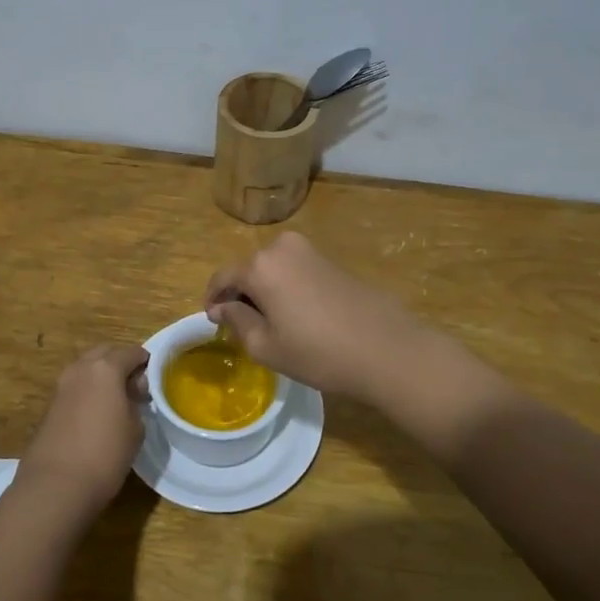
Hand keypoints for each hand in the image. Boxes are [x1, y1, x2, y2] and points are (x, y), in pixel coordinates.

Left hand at [18, 344, 147, 511]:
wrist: (55, 485)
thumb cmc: (105, 454)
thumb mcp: (135, 428)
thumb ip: (136, 401)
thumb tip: (131, 391)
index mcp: (106, 367)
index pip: (132, 352)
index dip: (146, 362)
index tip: (154, 379)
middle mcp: (81, 368)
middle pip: (105, 353)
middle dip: (121, 362)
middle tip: (135, 385)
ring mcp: (62, 385)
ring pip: (87, 368)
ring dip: (102, 376)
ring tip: (116, 400)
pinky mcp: (50, 404)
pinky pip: (76, 386)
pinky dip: (88, 390)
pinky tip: (97, 412)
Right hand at [203, 232, 431, 403]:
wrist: (388, 349)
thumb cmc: (319, 353)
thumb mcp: (267, 346)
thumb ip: (237, 320)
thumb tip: (223, 307)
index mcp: (260, 266)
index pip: (223, 277)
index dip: (213, 299)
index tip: (212, 320)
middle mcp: (282, 247)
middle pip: (249, 269)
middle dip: (241, 294)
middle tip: (241, 325)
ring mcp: (311, 251)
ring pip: (273, 269)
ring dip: (265, 290)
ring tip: (270, 323)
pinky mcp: (332, 260)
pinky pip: (295, 270)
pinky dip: (287, 287)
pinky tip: (297, 315)